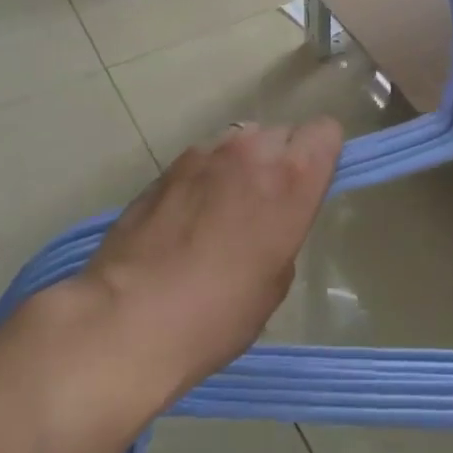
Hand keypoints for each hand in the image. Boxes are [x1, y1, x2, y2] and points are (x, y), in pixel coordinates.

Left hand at [77, 119, 344, 396]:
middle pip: (281, 133)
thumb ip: (285, 228)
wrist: (126, 321)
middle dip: (279, 160)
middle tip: (264, 204)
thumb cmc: (217, 314)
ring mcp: (204, 154)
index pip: (325, 131)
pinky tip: (186, 218)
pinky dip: (205, 178)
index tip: (309, 185)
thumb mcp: (275, 280)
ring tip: (221, 209)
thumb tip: (271, 216)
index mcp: (291, 179)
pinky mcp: (167, 166)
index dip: (321, 156)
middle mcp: (251, 151)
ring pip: (239, 142)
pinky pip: (203, 159)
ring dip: (240, 165)